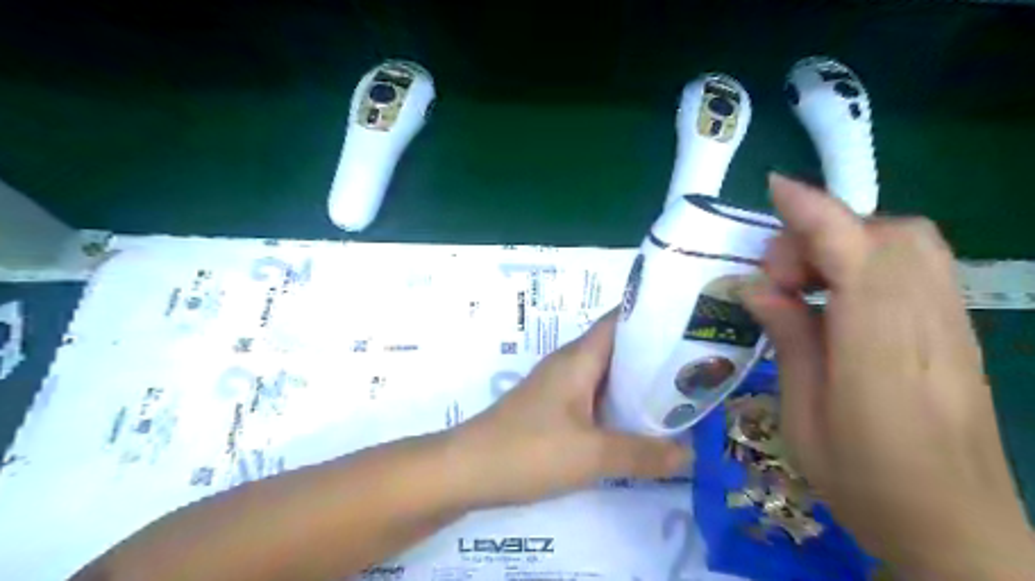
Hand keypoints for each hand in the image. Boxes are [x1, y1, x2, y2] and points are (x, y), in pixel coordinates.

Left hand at [449, 311, 689, 506]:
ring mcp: (559, 388)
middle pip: (619, 348)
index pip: (620, 320)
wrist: (466, 471)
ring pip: (607, 375)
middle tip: (697, 367)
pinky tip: (639, 424)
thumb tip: (691, 454)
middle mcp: (570, 364)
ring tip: (680, 395)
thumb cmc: (529, 450)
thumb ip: (644, 454)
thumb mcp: (593, 455)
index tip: (692, 325)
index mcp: (579, 358)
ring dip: (638, 383)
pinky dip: (619, 405)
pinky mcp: (552, 410)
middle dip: (655, 355)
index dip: (654, 317)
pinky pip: (594, 398)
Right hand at [749, 175, 1030, 577]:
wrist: (957, 529)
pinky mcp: (959, 331)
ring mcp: (953, 325)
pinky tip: (843, 293)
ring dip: (850, 240)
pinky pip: (922, 265)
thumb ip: (790, 341)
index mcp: (878, 353)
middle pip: (890, 235)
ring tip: (808, 282)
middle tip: (782, 276)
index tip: (776, 188)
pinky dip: (875, 256)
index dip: (815, 213)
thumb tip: (760, 288)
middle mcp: (925, 325)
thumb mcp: (802, 417)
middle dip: (826, 231)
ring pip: (911, 243)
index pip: (854, 255)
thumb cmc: (864, 482)